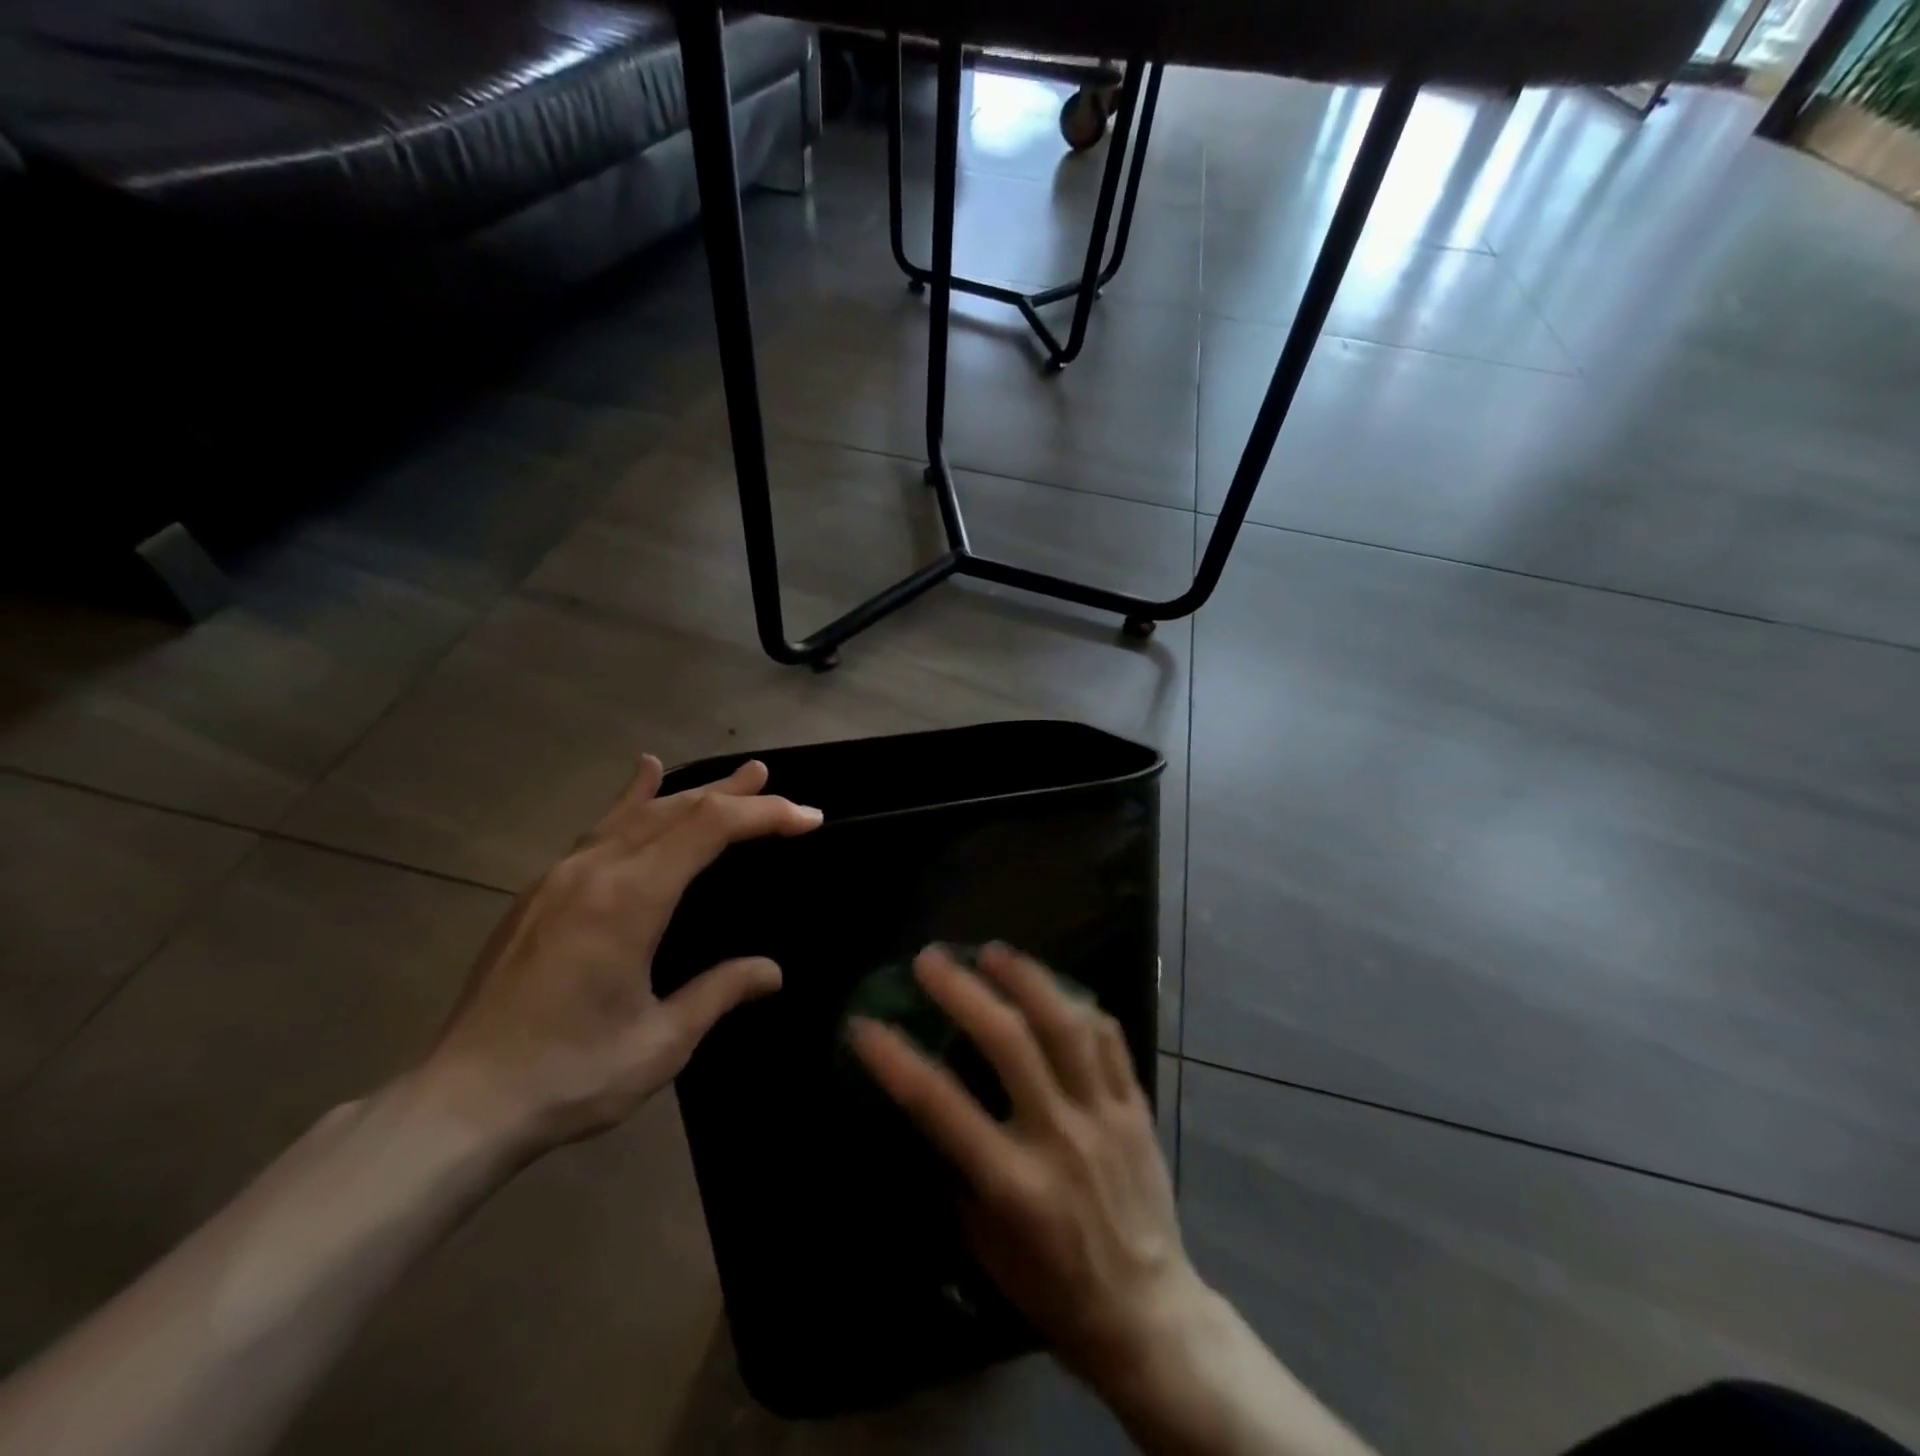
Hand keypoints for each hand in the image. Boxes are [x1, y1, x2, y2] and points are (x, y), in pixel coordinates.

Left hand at [421, 755, 821, 1158]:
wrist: (458, 1106)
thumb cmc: (569, 1075)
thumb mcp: (661, 1042)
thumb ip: (719, 993)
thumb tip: (771, 971)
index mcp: (630, 899)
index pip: (709, 828)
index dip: (764, 815)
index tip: (808, 818)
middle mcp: (595, 870)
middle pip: (676, 809)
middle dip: (732, 794)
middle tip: (773, 782)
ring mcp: (560, 876)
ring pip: (638, 813)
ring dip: (690, 791)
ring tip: (732, 777)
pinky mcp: (540, 892)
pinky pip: (599, 829)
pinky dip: (632, 800)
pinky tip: (641, 778)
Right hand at [848, 944, 1205, 1395]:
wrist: (1148, 1316)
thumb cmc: (1052, 1288)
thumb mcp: (985, 1246)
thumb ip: (956, 1172)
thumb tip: (926, 1109)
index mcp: (1014, 1184)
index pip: (941, 1105)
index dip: (895, 1059)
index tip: (865, 1024)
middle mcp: (1059, 1137)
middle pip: (1008, 1042)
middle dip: (963, 991)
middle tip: (930, 959)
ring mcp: (1105, 1116)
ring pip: (1066, 1025)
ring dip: (1025, 979)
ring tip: (992, 952)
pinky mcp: (1137, 1107)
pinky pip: (1109, 1039)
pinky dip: (1079, 1006)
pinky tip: (1054, 988)